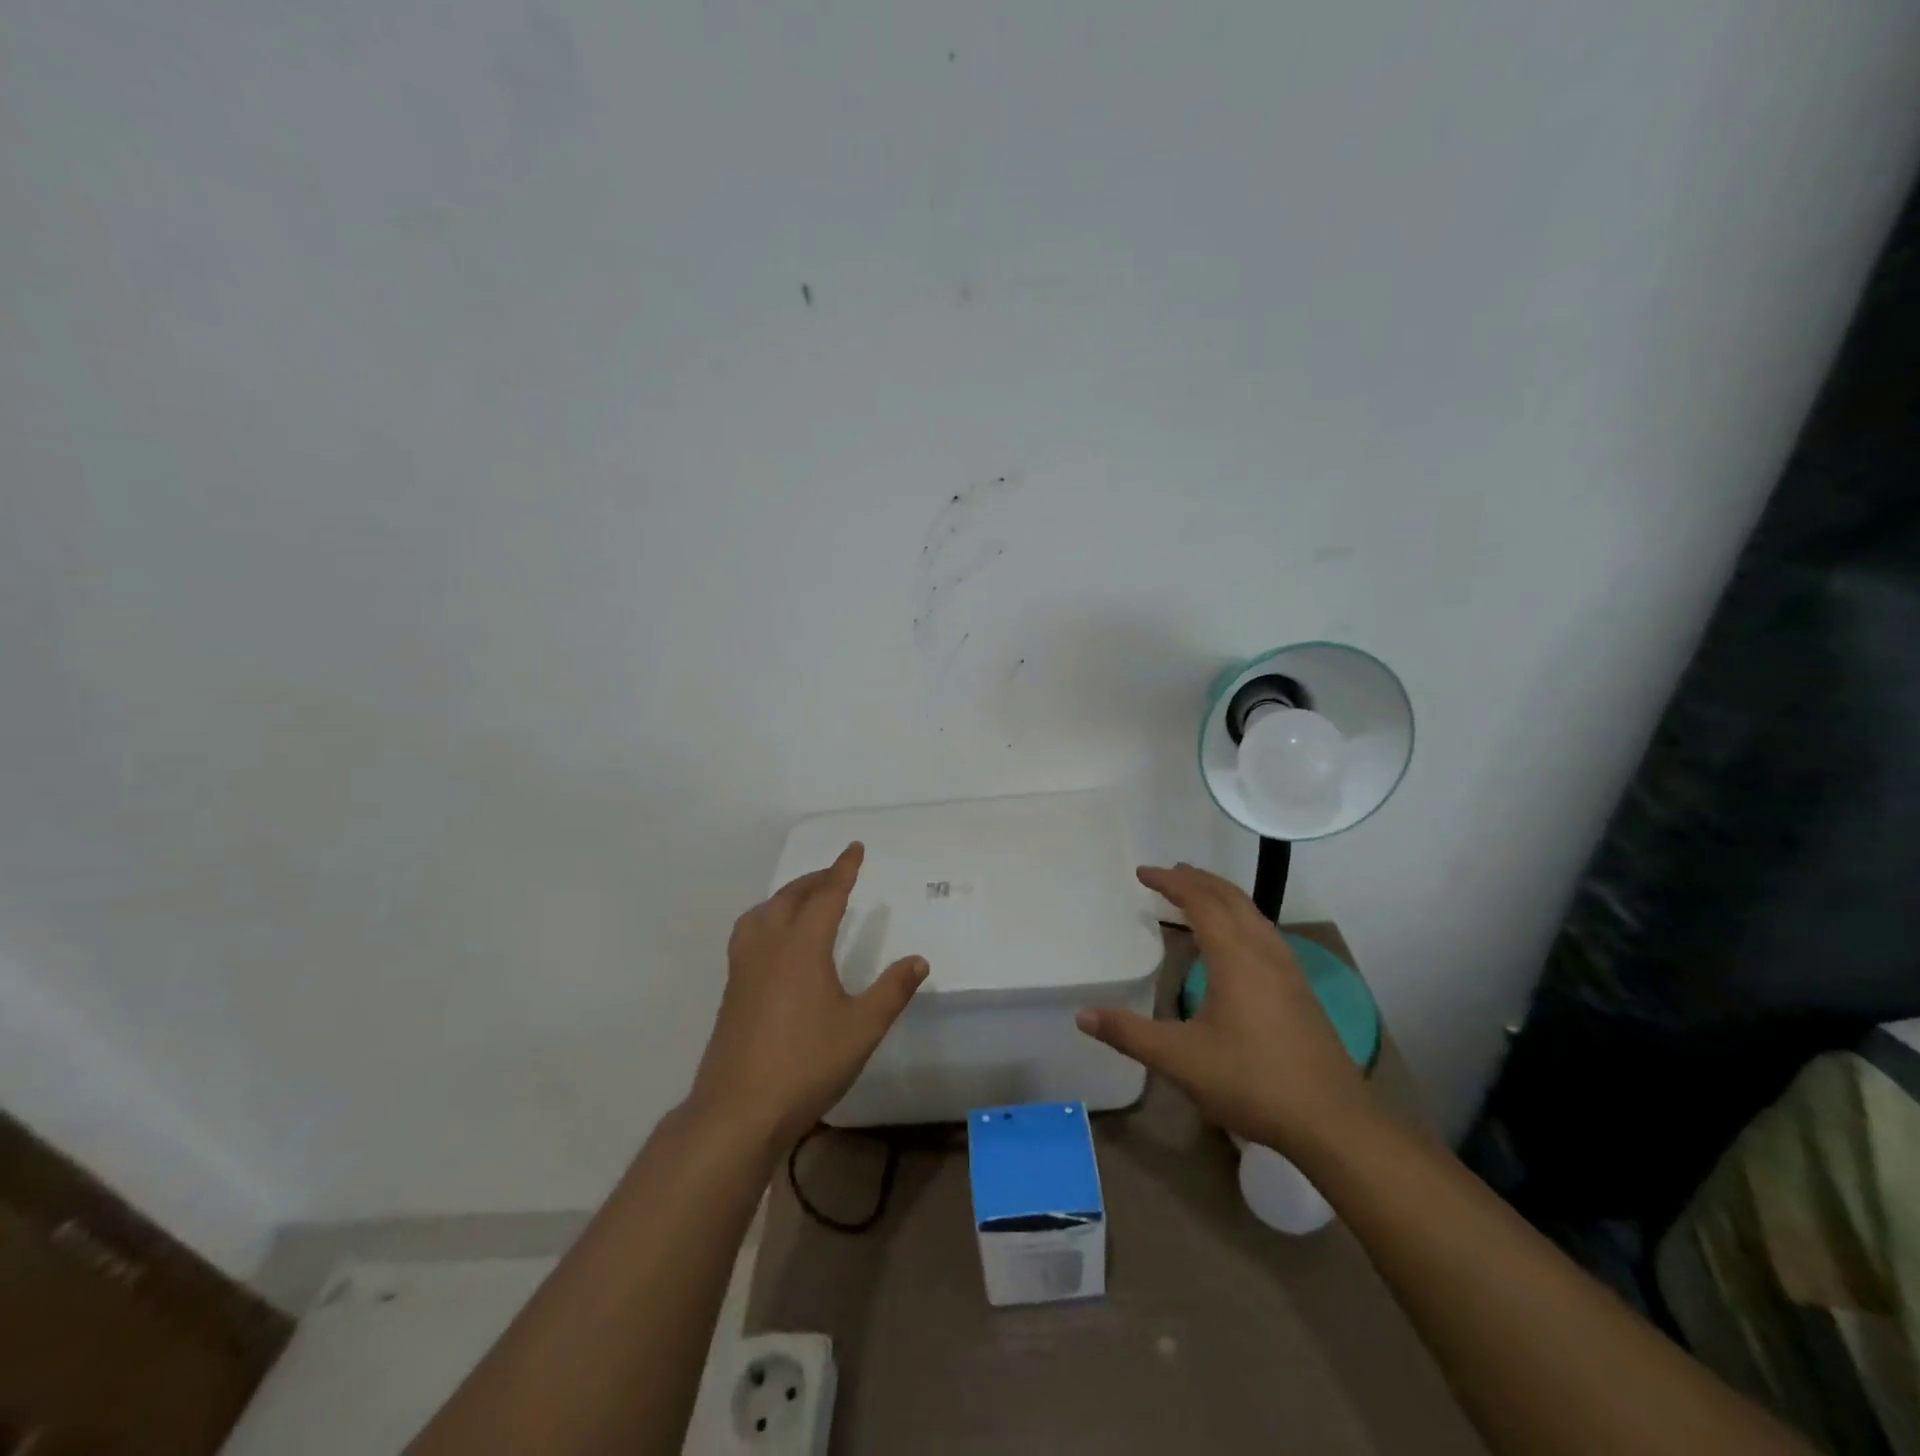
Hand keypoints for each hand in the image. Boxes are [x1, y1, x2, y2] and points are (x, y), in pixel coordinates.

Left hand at [691, 842, 928, 1148]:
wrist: (738, 1110)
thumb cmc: (806, 1064)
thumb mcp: (862, 1029)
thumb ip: (892, 991)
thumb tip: (918, 960)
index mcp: (802, 947)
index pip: (826, 895)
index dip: (843, 869)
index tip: (854, 848)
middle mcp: (769, 946)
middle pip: (790, 898)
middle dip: (815, 879)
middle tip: (836, 874)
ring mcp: (744, 968)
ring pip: (762, 913)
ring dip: (785, 897)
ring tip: (803, 900)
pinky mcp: (731, 990)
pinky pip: (749, 934)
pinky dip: (767, 919)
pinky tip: (776, 943)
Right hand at [1076, 863, 1377, 1156]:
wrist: (1333, 1120)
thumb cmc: (1252, 1081)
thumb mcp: (1180, 1059)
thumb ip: (1130, 1034)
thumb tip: (1083, 1016)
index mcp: (1235, 956)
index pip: (1200, 901)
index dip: (1170, 882)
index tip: (1143, 873)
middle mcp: (1264, 951)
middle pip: (1230, 897)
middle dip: (1197, 880)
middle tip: (1169, 873)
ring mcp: (1289, 969)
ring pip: (1253, 913)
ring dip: (1222, 896)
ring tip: (1197, 895)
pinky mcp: (1300, 990)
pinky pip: (1264, 932)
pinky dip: (1240, 918)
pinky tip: (1235, 943)